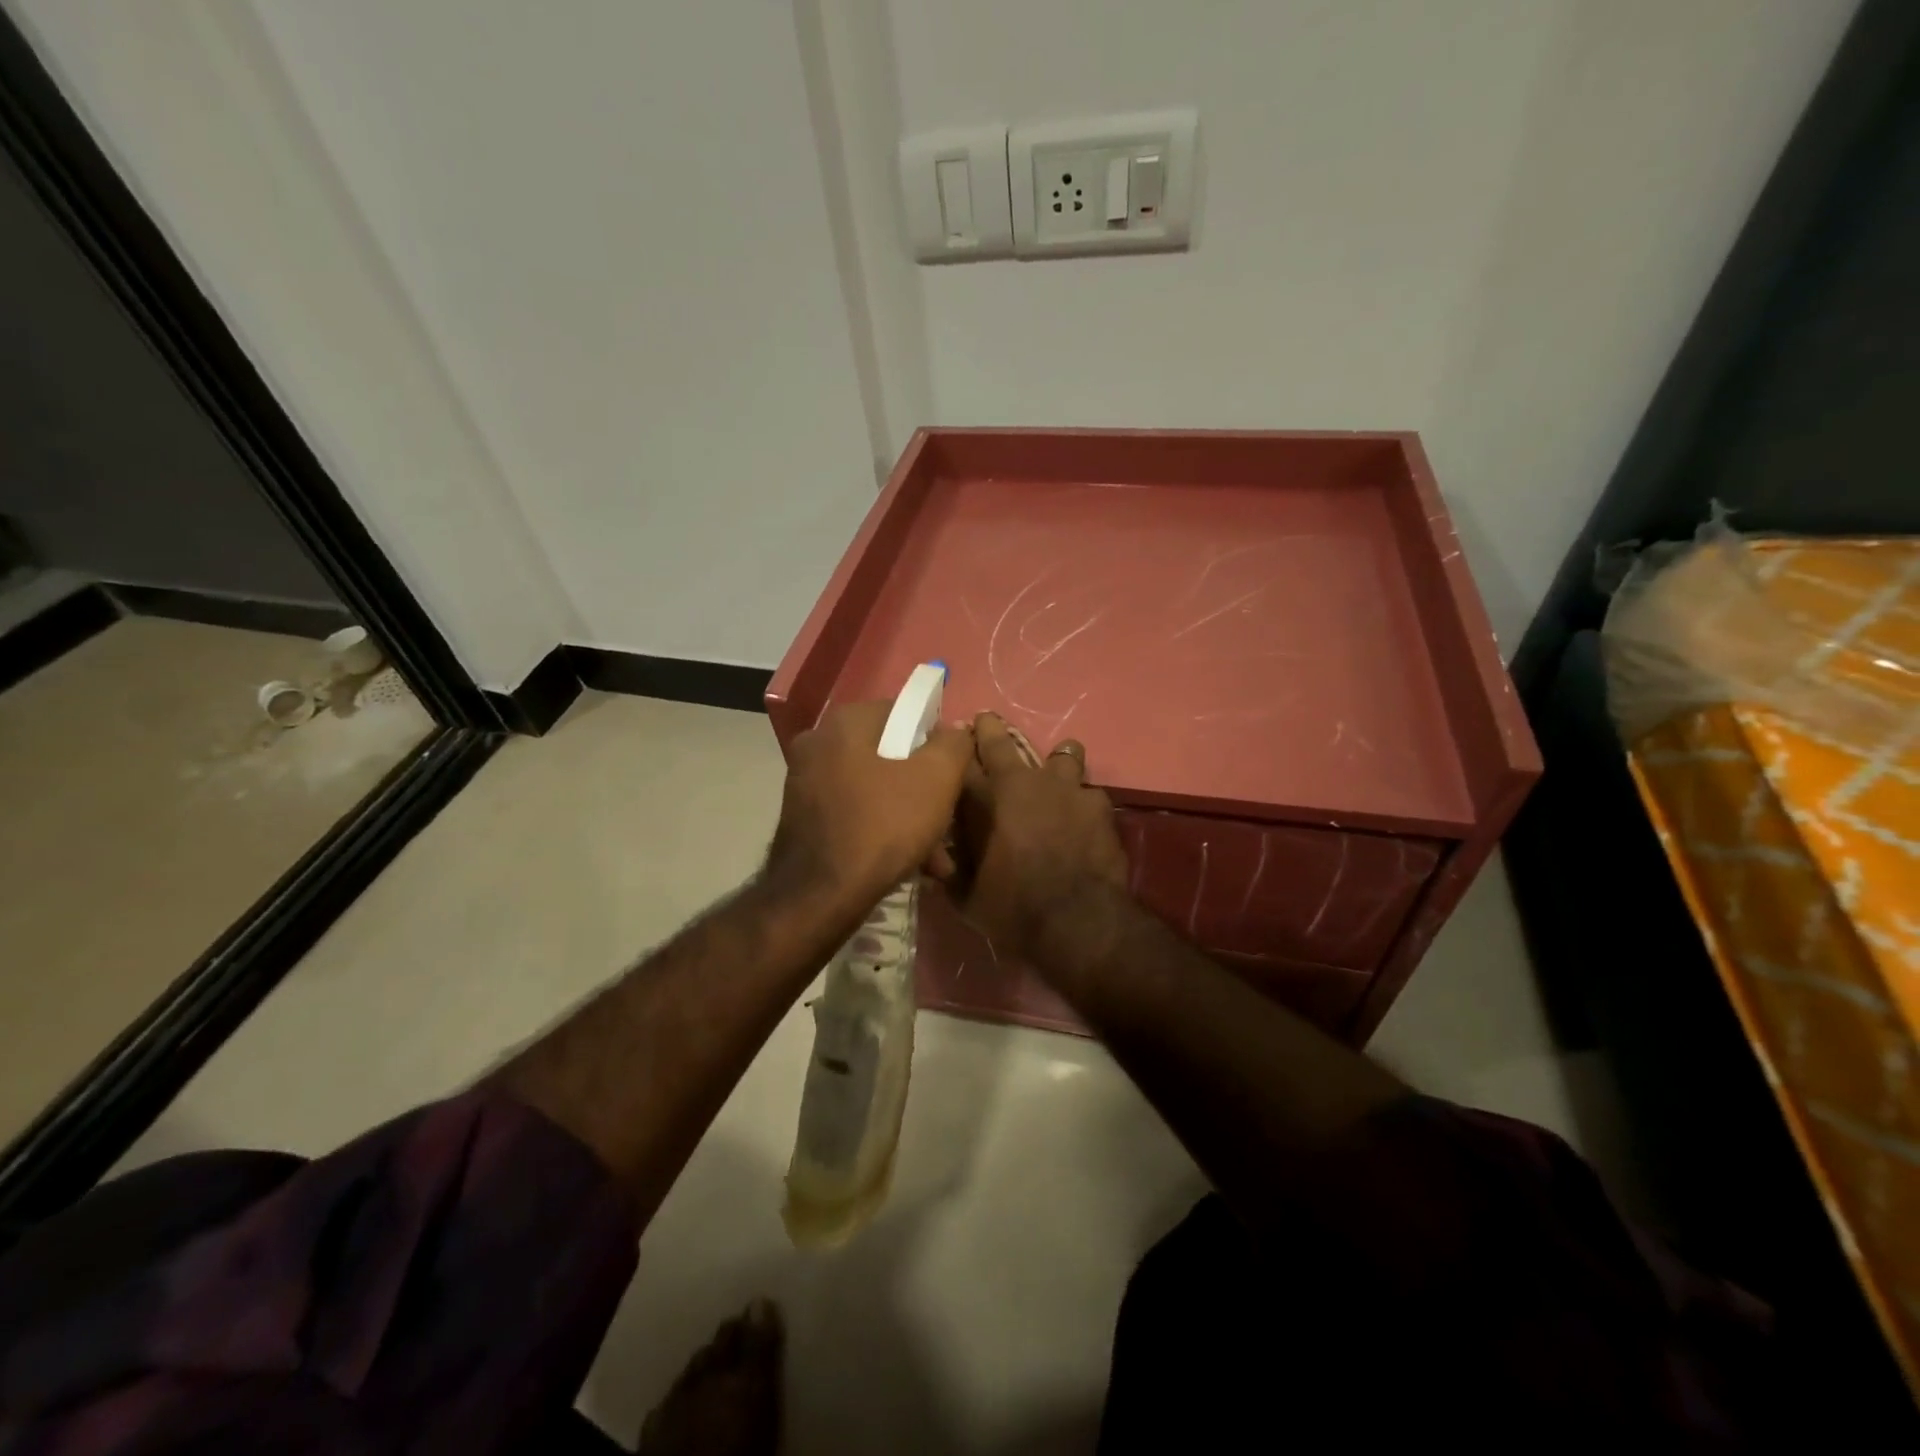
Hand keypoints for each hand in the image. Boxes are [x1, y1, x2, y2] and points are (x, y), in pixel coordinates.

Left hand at [765, 700, 972, 916]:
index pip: (905, 713)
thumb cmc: (883, 826)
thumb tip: (955, 731)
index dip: (937, 742)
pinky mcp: (803, 818)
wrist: (820, 896)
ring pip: (875, 789)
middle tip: (948, 820)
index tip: (954, 775)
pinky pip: (855, 812)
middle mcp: (818, 743)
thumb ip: (954, 744)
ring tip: (935, 856)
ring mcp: (805, 781)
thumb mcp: (937, 779)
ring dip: (908, 816)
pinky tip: (909, 864)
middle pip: (890, 755)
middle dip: (924, 789)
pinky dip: (882, 830)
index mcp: (845, 722)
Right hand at [945, 713, 1128, 959]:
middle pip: (1000, 741)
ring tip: (1056, 772)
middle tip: (985, 723)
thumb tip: (932, 861)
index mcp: (981, 799)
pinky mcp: (1097, 804)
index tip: (947, 746)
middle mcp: (1021, 781)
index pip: (957, 760)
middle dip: (989, 729)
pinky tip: (1085, 820)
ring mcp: (1064, 787)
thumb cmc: (1012, 909)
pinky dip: (1083, 803)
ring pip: (1062, 753)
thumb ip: (949, 871)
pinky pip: (1089, 793)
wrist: (1075, 919)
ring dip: (1056, 761)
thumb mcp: (965, 897)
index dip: (951, 751)